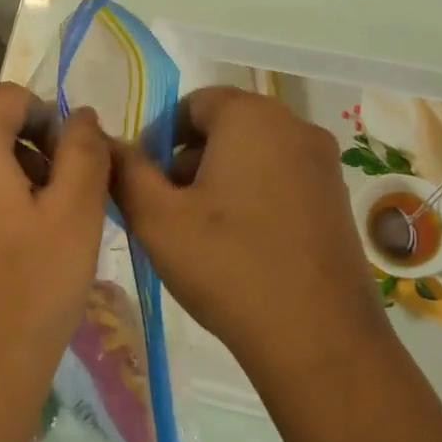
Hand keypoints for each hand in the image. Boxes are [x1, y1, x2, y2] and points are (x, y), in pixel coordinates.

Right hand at [112, 87, 388, 384]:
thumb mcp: (157, 218)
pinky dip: (251, 197)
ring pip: (254, 155)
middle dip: (187, 160)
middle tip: (164, 209)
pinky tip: (236, 245)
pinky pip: (281, 180)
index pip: (194, 103)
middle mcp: (296, 127)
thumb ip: (125, 170)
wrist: (318, 337)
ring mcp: (323, 165)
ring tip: (197, 233)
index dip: (159, 137)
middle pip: (225, 127)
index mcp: (253, 117)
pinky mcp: (337, 200)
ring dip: (218, 180)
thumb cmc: (227, 266)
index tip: (143, 181)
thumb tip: (105, 142)